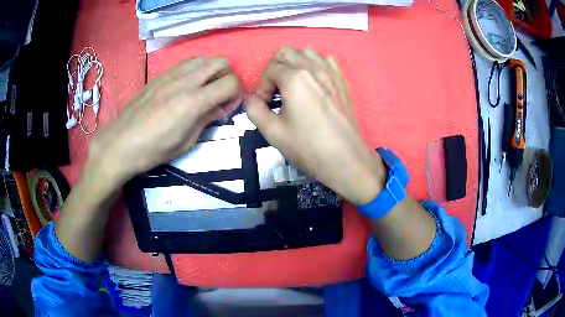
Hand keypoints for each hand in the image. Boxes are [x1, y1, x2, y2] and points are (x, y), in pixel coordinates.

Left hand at [87, 56, 242, 186]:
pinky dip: (195, 70)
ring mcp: (172, 74)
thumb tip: (219, 109)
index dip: (235, 95)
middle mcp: (186, 80)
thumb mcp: (186, 142)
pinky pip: (186, 63)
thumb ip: (206, 120)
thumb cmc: (153, 150)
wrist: (120, 143)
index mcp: (194, 101)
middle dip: (227, 77)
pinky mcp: (161, 75)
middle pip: (221, 62)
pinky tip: (186, 87)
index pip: (231, 83)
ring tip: (203, 90)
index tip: (226, 109)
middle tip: (218, 96)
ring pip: (204, 58)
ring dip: (211, 71)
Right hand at [245, 47, 384, 204]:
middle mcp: (313, 67)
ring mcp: (331, 72)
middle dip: (274, 68)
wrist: (345, 159)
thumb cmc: (308, 147)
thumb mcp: (273, 132)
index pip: (270, 69)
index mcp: (295, 78)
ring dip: (294, 63)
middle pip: (286, 52)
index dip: (261, 86)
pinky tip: (313, 82)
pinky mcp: (342, 80)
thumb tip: (250, 99)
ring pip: (307, 52)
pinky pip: (326, 60)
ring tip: (292, 84)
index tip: (264, 105)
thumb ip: (255, 111)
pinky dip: (315, 64)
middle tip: (274, 90)